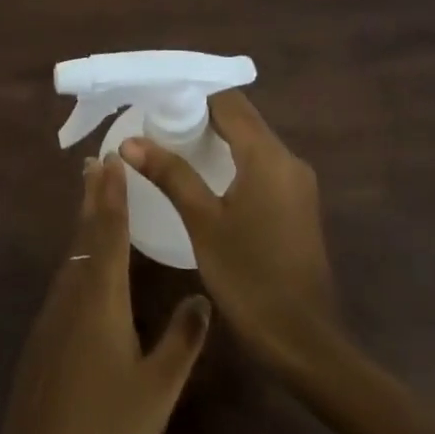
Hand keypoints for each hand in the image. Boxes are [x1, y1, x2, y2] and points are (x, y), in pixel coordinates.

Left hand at [2, 157, 211, 433]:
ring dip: (82, 223)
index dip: (113, 195)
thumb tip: (202, 296)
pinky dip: (76, 254)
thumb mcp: (157, 388)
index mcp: (102, 298)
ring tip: (91, 200)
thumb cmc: (105, 427)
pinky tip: (82, 266)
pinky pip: (64, 278)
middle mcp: (73, 293)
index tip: (111, 160)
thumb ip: (181, 340)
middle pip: (83, 234)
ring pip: (71, 255)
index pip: (109, 233)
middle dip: (92, 197)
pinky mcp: (43, 335)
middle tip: (94, 163)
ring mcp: (53, 314)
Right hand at [119, 90, 338, 376]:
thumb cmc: (249, 277)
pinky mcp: (297, 204)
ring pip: (252, 141)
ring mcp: (297, 183)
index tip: (157, 97)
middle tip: (157, 120)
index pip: (229, 101)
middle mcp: (288, 160)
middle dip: (201, 114)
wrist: (303, 340)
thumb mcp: (203, 223)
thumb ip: (170, 175)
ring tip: (172, 142)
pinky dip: (232, 158)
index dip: (193, 93)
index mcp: (268, 156)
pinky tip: (204, 175)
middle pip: (242, 118)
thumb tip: (130, 141)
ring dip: (217, 137)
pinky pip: (261, 164)